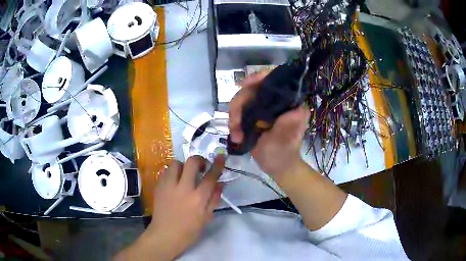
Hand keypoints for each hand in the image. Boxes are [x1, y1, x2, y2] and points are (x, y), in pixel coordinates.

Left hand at [115, 156, 224, 260]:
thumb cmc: (189, 230)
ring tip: (185, 175)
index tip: (221, 156)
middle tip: (201, 166)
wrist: (165, 235)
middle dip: (199, 160)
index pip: (210, 177)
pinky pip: (166, 171)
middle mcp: (183, 188)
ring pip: (176, 163)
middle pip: (191, 163)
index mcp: (198, 199)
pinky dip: (172, 172)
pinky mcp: (158, 187)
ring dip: (183, 166)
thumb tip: (220, 184)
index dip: (217, 164)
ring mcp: (168, 186)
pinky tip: (174, 181)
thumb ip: (214, 199)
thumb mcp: (206, 217)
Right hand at [229, 72, 309, 178]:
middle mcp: (274, 101)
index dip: (259, 77)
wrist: (276, 166)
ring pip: (242, 100)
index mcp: (287, 102)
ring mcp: (262, 108)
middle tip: (235, 123)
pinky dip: (234, 122)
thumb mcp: (288, 139)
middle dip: (239, 104)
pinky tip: (236, 136)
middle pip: (252, 89)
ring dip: (234, 116)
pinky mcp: (253, 116)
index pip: (274, 80)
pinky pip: (238, 111)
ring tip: (236, 134)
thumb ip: (290, 123)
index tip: (244, 84)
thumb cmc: (285, 153)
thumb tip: (295, 108)